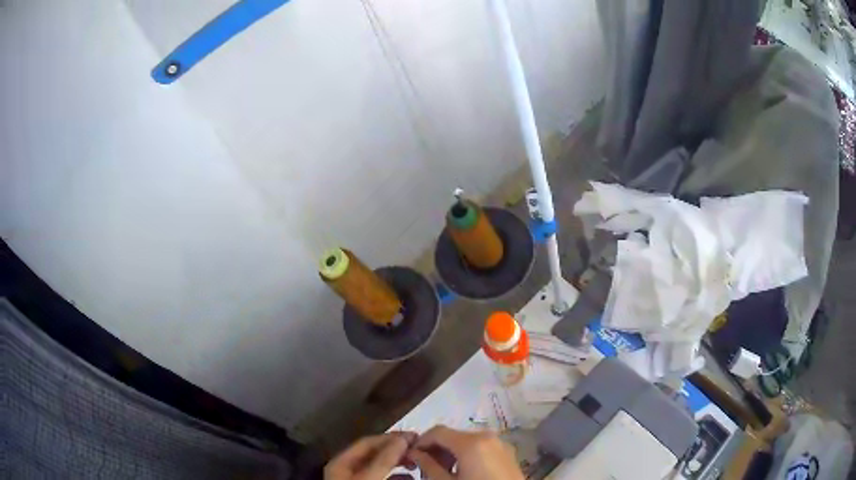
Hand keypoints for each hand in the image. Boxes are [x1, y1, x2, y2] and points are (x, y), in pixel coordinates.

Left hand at [324, 432, 416, 479]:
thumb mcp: (368, 477)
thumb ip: (383, 459)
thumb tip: (403, 438)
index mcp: (341, 462)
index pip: (367, 442)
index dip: (390, 437)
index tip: (414, 436)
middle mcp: (347, 469)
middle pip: (374, 454)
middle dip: (397, 450)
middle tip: (419, 448)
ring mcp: (356, 479)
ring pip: (380, 467)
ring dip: (399, 463)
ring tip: (418, 463)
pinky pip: (384, 478)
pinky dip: (398, 476)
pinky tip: (411, 477)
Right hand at [409, 426, 522, 479]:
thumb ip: (428, 466)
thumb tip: (414, 453)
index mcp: (471, 442)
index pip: (437, 431)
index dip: (421, 441)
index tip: (410, 456)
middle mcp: (487, 436)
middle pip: (452, 435)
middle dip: (436, 449)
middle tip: (425, 467)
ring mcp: (500, 443)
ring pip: (466, 441)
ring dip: (450, 452)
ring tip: (443, 472)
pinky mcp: (507, 452)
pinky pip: (481, 447)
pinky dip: (467, 455)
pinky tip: (463, 472)